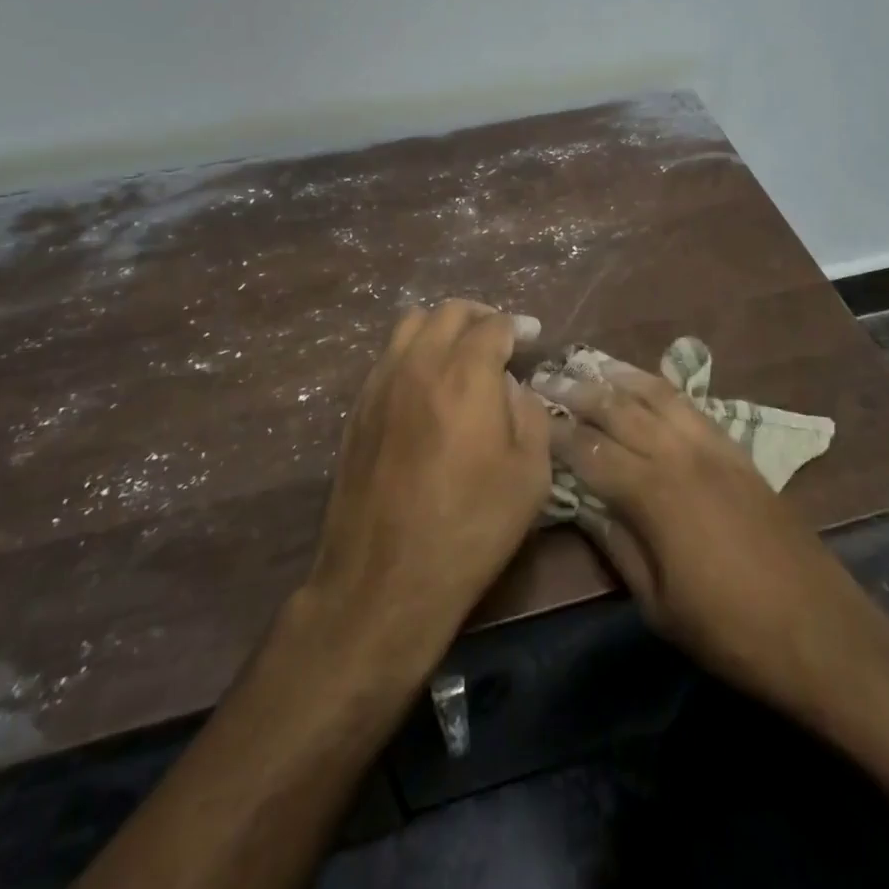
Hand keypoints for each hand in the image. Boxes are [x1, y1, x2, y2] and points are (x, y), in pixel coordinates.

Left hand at [302, 301, 550, 670]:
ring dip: (441, 326)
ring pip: (410, 324)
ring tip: (460, 350)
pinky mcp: (358, 407)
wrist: (385, 577)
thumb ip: (528, 414)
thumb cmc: (469, 528)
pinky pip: (388, 356)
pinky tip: (426, 382)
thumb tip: (511, 386)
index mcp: (465, 375)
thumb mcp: (529, 475)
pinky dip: (413, 350)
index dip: (516, 325)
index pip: (492, 325)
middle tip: (499, 335)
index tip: (530, 335)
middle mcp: (419, 364)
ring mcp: (381, 383)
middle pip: (448, 311)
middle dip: (479, 315)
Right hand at [542, 362, 888, 725]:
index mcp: (654, 495)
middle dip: (579, 391)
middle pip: (619, 409)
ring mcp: (713, 448)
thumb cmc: (731, 632)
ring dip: (620, 376)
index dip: (556, 433)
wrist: (823, 634)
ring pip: (657, 395)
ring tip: (591, 364)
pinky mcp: (738, 452)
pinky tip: (647, 384)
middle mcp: (680, 456)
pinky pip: (692, 405)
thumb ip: (618, 545)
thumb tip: (584, 505)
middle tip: (547, 378)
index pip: (590, 450)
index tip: (530, 416)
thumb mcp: (659, 604)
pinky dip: (662, 388)